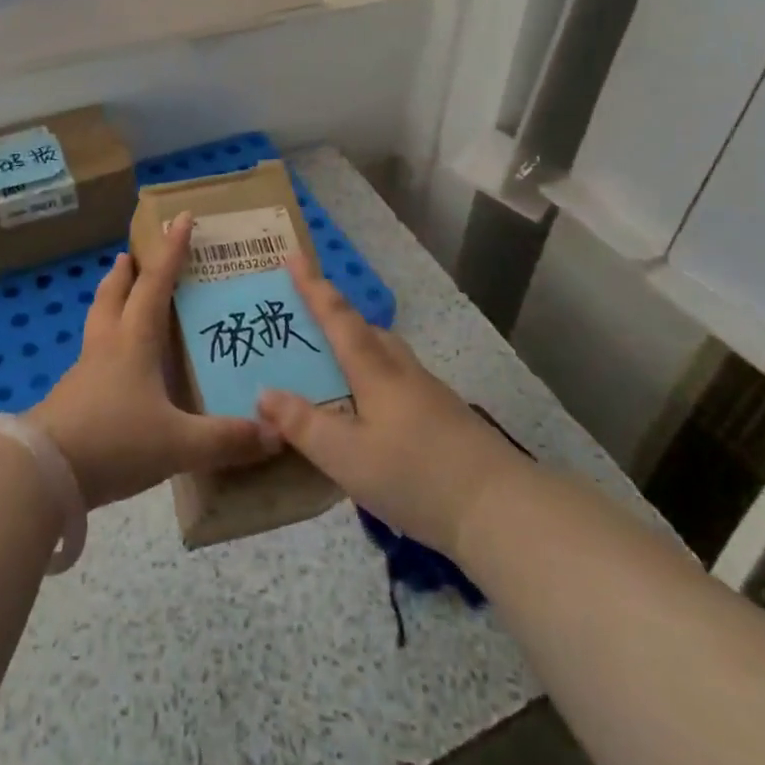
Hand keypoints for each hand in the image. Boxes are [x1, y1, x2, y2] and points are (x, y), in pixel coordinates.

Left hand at [27, 212, 280, 509]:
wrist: (43, 472)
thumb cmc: (114, 440)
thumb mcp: (178, 443)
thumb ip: (226, 440)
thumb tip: (275, 434)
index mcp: (134, 341)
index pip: (156, 283)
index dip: (171, 250)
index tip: (180, 218)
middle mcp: (108, 345)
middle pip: (114, 294)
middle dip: (126, 271)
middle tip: (131, 253)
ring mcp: (85, 371)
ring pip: (98, 321)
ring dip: (110, 300)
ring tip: (120, 295)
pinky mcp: (71, 397)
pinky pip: (92, 356)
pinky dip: (106, 343)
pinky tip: (115, 365)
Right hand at [256, 254, 522, 558]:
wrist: (499, 508)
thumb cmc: (415, 475)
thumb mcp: (346, 456)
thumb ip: (303, 425)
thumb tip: (264, 392)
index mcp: (375, 370)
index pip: (337, 317)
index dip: (313, 287)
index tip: (293, 256)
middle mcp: (402, 371)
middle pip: (365, 330)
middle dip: (335, 317)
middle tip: (305, 319)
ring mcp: (428, 393)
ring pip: (385, 355)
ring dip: (357, 347)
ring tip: (332, 365)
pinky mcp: (444, 417)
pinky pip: (397, 380)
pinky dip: (374, 378)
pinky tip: (369, 410)